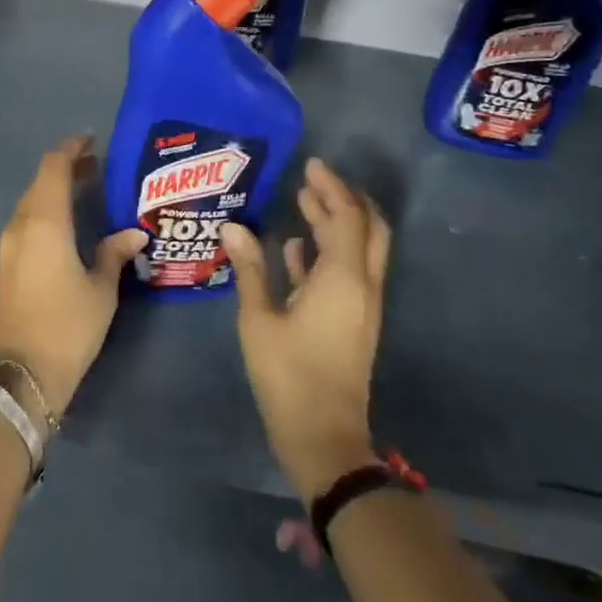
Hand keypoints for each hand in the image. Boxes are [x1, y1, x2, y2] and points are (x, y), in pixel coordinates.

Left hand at [0, 136, 147, 421]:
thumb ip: (114, 253)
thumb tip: (133, 233)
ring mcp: (8, 245)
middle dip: (66, 169)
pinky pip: (26, 222)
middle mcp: (21, 225)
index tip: (92, 140)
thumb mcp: (101, 289)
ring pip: (31, 202)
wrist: (22, 374)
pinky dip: (46, 211)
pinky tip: (67, 223)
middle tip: (98, 166)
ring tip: (87, 190)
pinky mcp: (6, 264)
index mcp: (44, 221)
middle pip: (40, 182)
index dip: (71, 148)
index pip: (54, 167)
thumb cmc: (67, 326)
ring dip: (54, 190)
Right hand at [223, 159, 390, 505]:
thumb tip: (233, 226)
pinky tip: (296, 248)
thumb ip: (250, 268)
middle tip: (314, 179)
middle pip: (368, 229)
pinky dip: (328, 253)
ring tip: (304, 202)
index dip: (332, 188)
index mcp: (342, 279)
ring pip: (360, 251)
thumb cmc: (288, 374)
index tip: (311, 164)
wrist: (324, 436)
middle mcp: (361, 286)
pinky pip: (347, 274)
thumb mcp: (259, 318)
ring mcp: (361, 306)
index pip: (346, 218)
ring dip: (337, 224)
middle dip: (345, 200)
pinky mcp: (353, 323)